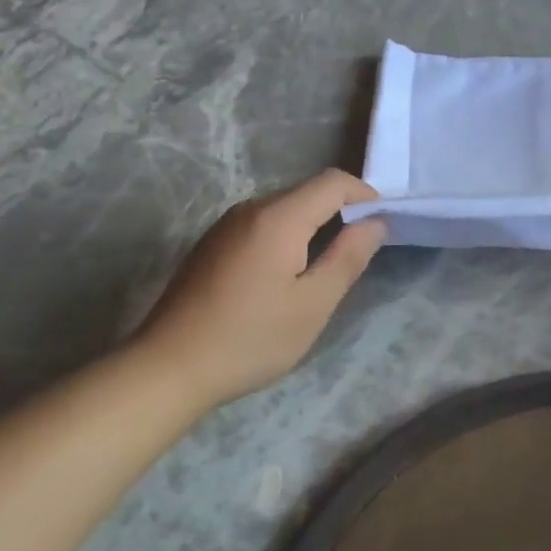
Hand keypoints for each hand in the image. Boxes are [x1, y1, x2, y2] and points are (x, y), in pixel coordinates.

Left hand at [136, 170, 385, 407]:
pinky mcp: (213, 243)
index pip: (333, 182)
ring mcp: (227, 224)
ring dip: (314, 224)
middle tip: (360, 250)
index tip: (383, 225)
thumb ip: (348, 257)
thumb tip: (375, 223)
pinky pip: (263, 224)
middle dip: (341, 211)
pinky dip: (288, 235)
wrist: (167, 368)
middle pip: (308, 192)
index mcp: (278, 217)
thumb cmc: (249, 339)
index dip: (365, 195)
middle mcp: (251, 208)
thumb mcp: (312, 305)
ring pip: (285, 208)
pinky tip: (287, 275)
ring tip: (327, 266)